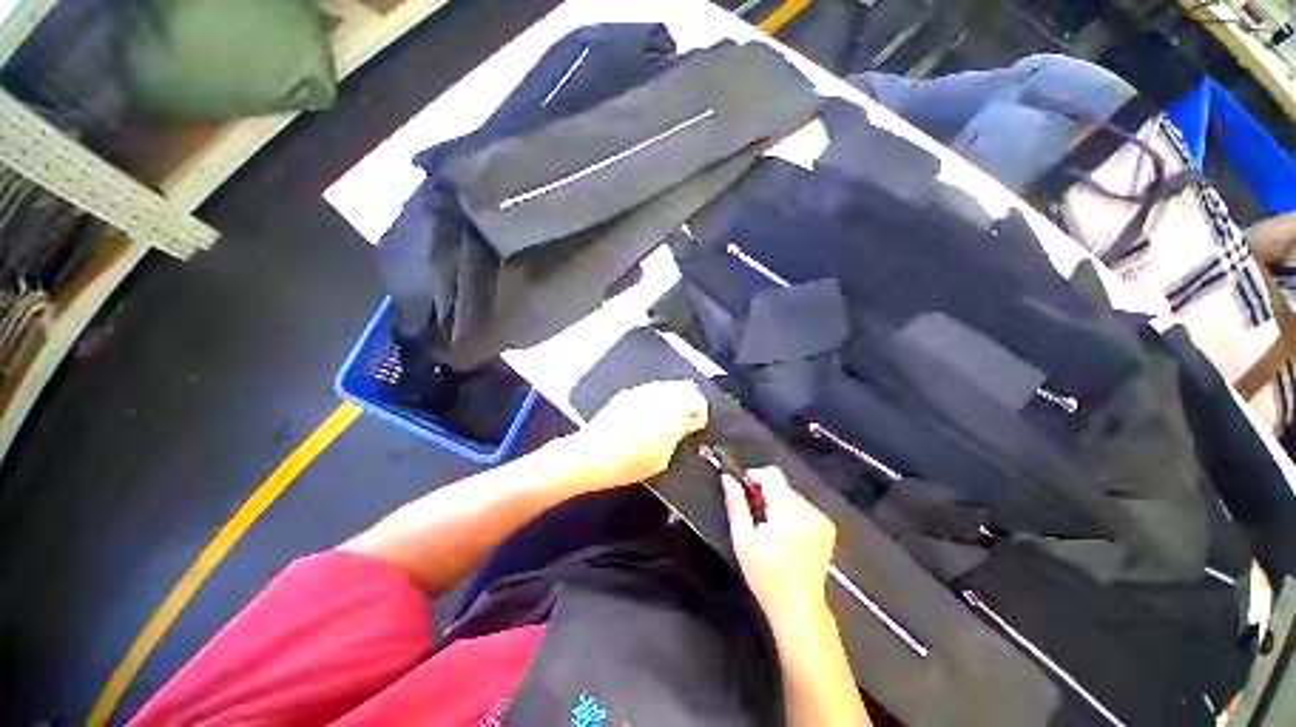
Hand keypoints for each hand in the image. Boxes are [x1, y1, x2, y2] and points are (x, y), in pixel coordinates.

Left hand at [571, 380, 708, 489]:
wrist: (592, 455)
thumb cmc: (630, 463)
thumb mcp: (662, 459)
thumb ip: (677, 438)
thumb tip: (684, 428)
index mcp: (674, 415)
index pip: (698, 403)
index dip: (701, 414)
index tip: (698, 424)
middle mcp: (660, 397)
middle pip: (685, 388)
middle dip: (690, 400)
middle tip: (688, 416)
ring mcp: (643, 392)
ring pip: (668, 385)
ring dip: (674, 396)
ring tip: (670, 412)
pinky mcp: (628, 393)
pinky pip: (650, 389)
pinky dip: (657, 396)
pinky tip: (650, 410)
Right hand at [723, 467, 837, 624]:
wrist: (799, 609)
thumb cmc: (766, 577)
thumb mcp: (743, 540)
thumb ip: (736, 505)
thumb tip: (728, 478)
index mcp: (789, 514)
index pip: (773, 475)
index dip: (755, 476)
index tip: (743, 491)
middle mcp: (810, 512)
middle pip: (782, 485)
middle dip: (765, 494)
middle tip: (754, 517)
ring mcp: (822, 520)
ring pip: (791, 495)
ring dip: (777, 504)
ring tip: (769, 529)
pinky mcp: (828, 528)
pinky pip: (803, 506)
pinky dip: (790, 513)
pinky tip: (785, 535)